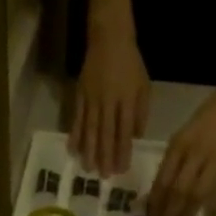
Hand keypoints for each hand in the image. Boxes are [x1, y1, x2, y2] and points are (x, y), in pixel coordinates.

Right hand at [71, 29, 150, 175]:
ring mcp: (91, 99)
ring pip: (90, 129)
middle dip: (105, 156)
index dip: (122, 151)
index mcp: (126, 100)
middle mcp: (108, 102)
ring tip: (87, 169)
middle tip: (104, 176)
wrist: (109, 38)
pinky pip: (76, 118)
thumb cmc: (131, 63)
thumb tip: (135, 137)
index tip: (121, 169)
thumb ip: (140, 112)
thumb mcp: (143, 86)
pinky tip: (72, 149)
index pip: (124, 131)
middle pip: (105, 134)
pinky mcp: (79, 96)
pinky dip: (74, 135)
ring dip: (89, 151)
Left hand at [147, 87, 215, 215]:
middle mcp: (195, 153)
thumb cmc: (204, 121)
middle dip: (169, 213)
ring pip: (199, 193)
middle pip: (179, 190)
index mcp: (179, 145)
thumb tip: (159, 193)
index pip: (163, 179)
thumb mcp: (181, 137)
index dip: (156, 202)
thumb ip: (171, 162)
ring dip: (189, 214)